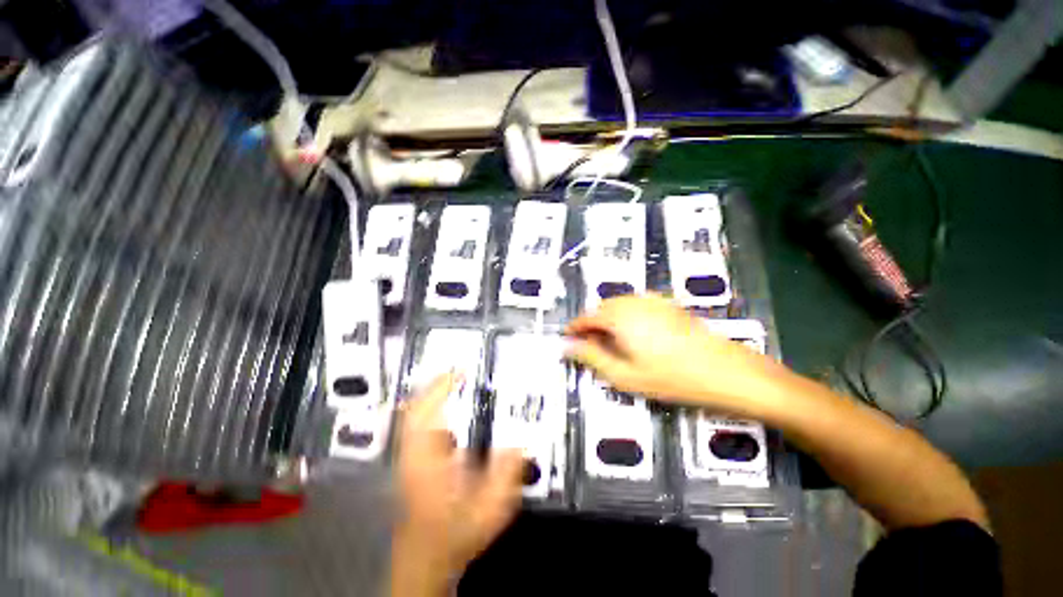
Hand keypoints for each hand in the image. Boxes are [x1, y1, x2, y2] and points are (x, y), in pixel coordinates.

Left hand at [394, 374, 523, 585]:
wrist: (427, 557)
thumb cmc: (455, 533)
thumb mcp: (489, 509)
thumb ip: (506, 476)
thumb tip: (519, 443)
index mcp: (429, 460)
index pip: (427, 413)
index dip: (442, 388)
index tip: (461, 372)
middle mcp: (414, 454)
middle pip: (415, 408)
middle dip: (435, 385)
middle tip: (457, 371)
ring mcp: (408, 457)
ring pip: (412, 415)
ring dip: (431, 395)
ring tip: (453, 383)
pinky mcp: (410, 461)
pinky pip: (416, 426)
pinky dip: (429, 409)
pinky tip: (446, 409)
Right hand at [564, 294, 787, 415]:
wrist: (726, 371)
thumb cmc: (671, 377)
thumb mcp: (624, 375)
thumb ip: (591, 357)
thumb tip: (567, 347)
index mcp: (618, 316)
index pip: (586, 317)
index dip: (574, 329)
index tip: (567, 341)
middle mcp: (632, 301)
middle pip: (601, 308)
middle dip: (592, 325)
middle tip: (590, 347)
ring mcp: (652, 300)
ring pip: (618, 305)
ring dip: (608, 320)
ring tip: (611, 343)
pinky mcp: (667, 304)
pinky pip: (635, 304)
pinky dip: (626, 316)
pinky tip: (636, 334)